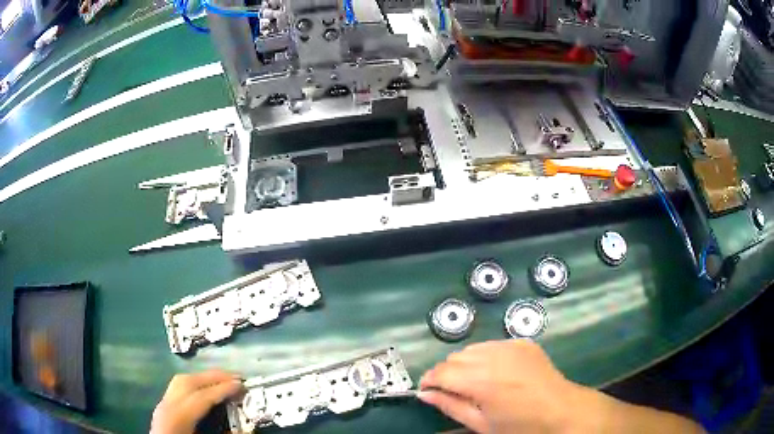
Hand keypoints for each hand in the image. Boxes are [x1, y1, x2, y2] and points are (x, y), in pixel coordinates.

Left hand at [151, 370, 243, 433]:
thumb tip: (246, 430)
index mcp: (177, 418)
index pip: (201, 397)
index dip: (222, 390)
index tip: (241, 385)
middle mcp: (167, 406)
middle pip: (188, 382)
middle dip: (212, 377)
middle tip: (235, 377)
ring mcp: (162, 405)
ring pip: (180, 381)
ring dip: (203, 378)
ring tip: (223, 380)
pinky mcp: (163, 407)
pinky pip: (177, 388)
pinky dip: (193, 384)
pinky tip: (205, 389)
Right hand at [418, 340, 589, 433]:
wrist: (561, 410)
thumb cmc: (519, 425)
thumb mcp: (481, 424)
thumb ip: (450, 406)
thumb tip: (425, 394)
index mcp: (481, 380)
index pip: (441, 372)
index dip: (428, 381)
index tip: (426, 391)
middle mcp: (493, 356)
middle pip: (454, 358)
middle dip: (447, 373)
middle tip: (453, 391)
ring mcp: (510, 345)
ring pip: (472, 349)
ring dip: (465, 364)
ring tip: (475, 382)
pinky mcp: (523, 342)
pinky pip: (493, 345)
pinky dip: (486, 357)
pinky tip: (497, 373)